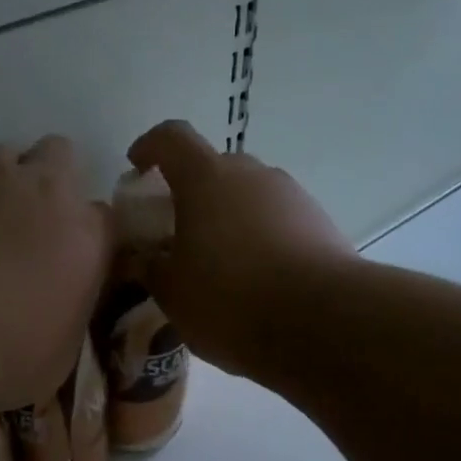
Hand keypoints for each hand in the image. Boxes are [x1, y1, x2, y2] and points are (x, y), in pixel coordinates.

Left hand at [0, 136, 112, 411]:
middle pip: (59, 154)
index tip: (74, 259)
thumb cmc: (2, 352)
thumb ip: (65, 317)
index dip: (89, 235)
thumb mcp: (56, 356)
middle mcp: (40, 190)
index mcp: (85, 236)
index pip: (105, 218)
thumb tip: (56, 312)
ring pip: (2, 153)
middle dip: (50, 178)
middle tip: (30, 222)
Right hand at [127, 121, 352, 374]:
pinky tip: (254, 279)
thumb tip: (141, 258)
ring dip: (227, 217)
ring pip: (248, 195)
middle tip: (176, 231)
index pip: (171, 138)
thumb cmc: (229, 299)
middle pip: (213, 168)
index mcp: (206, 178)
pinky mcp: (320, 223)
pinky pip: (276, 220)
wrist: (323, 322)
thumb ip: (150, 268)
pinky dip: (258, 237)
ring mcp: (291, 196)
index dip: (150, 147)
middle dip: (191, 192)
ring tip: (217, 263)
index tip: (137, 167)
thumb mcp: (172, 293)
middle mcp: (251, 174)